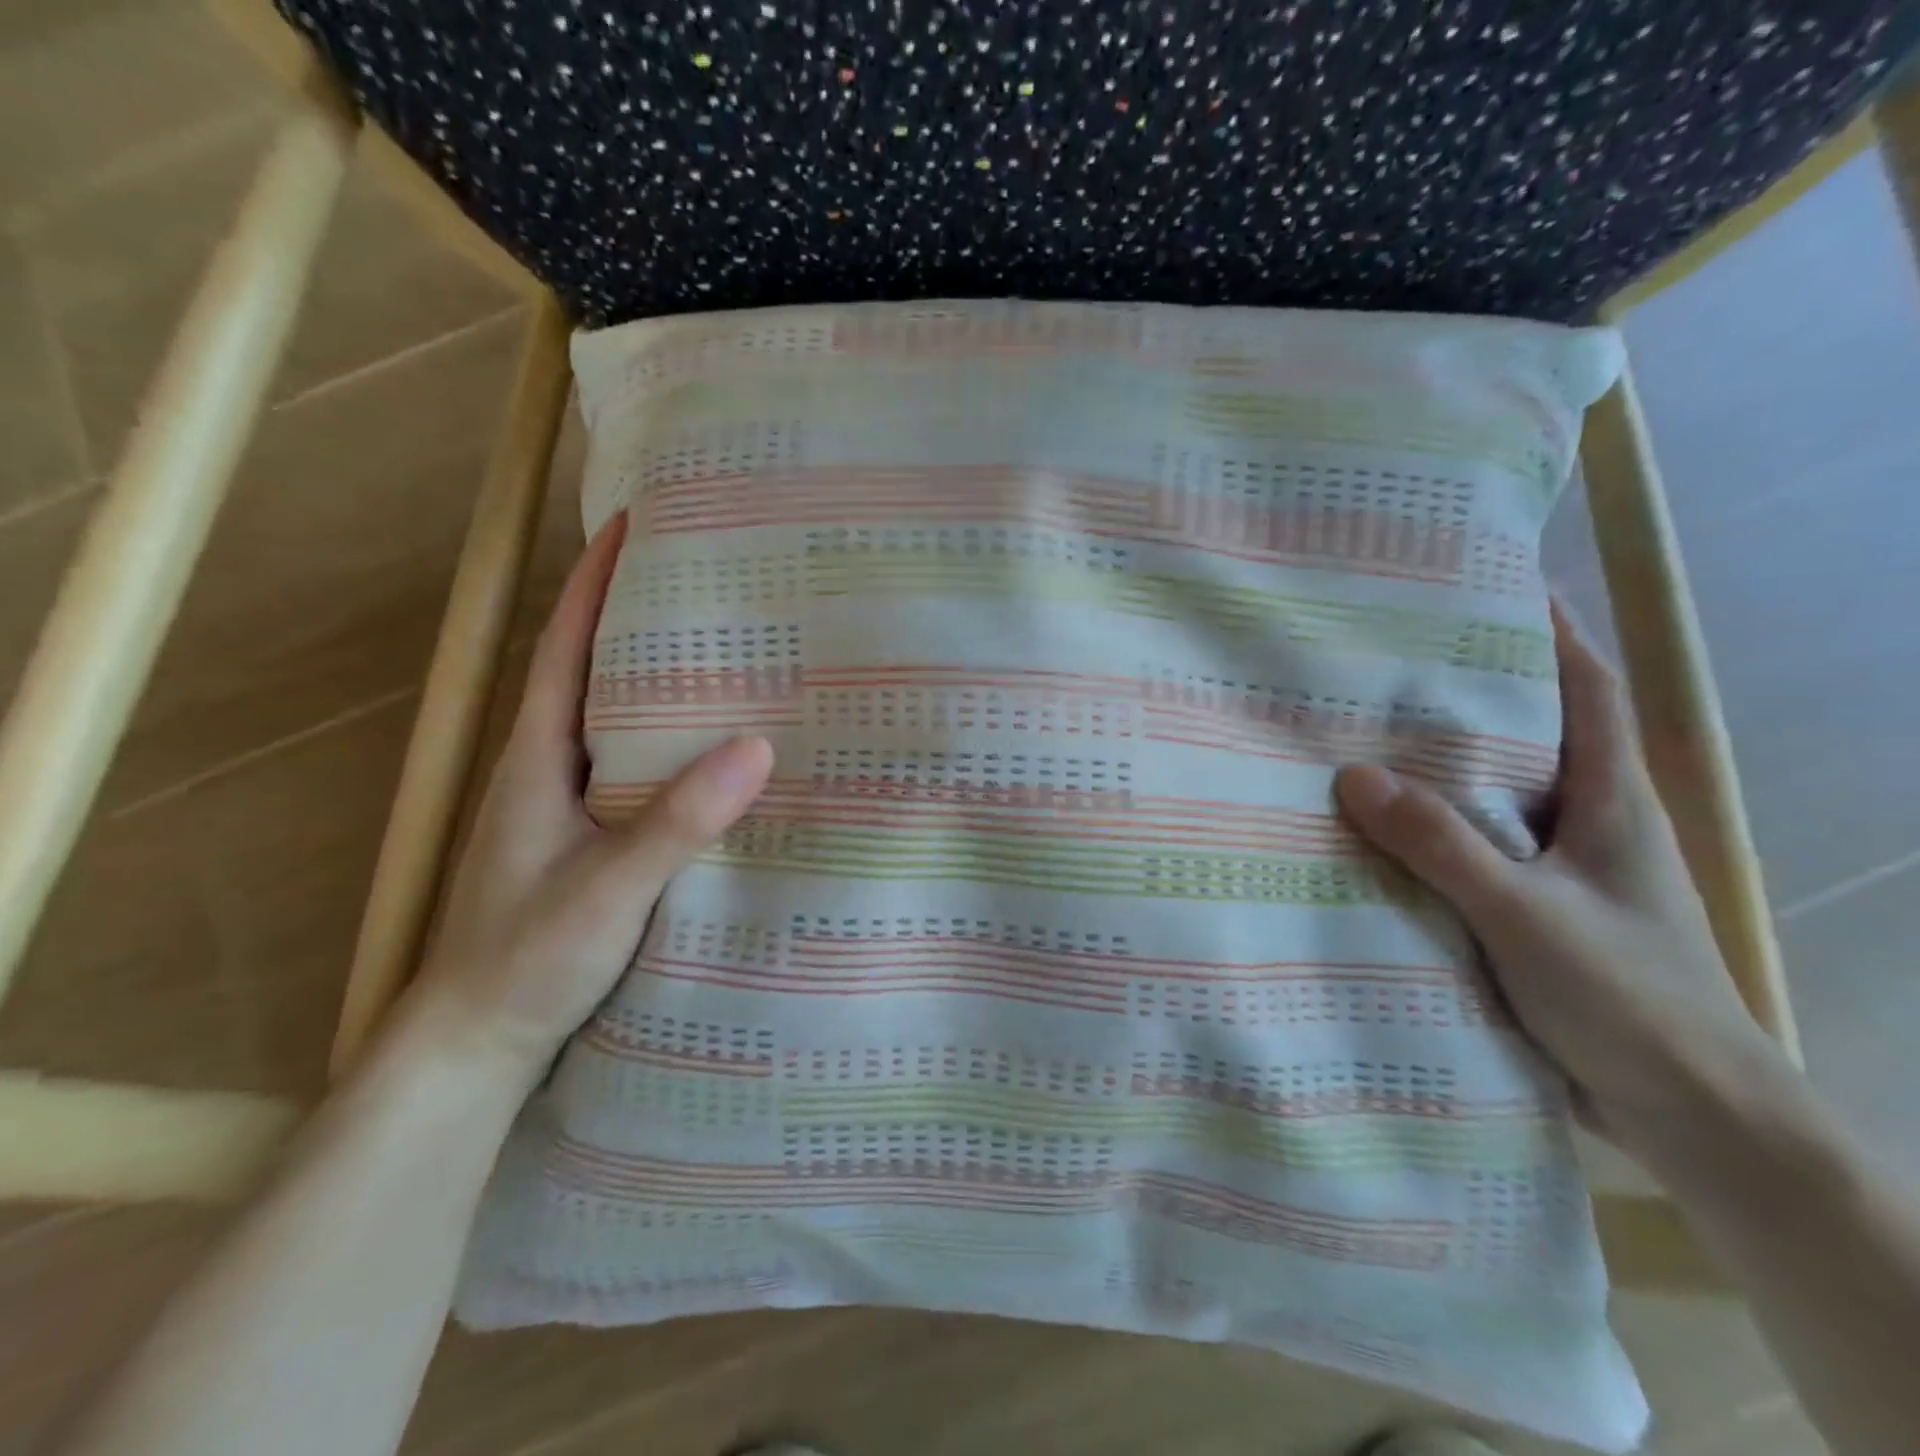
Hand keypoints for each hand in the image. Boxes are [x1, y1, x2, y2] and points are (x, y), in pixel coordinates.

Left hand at [408, 513, 772, 1083]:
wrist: (479, 1040)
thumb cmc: (526, 957)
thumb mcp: (606, 888)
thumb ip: (676, 822)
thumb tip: (757, 745)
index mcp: (538, 757)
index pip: (564, 648)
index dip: (593, 583)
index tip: (633, 524)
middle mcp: (550, 767)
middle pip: (593, 671)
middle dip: (639, 616)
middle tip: (709, 583)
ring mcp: (568, 804)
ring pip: (616, 720)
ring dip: (658, 678)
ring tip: (727, 652)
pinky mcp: (590, 836)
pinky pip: (634, 766)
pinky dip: (669, 740)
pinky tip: (716, 751)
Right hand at [1334, 604, 1792, 1166]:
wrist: (1694, 1115)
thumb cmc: (1630, 999)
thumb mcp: (1527, 915)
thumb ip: (1444, 846)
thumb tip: (1353, 775)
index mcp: (1611, 801)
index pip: (1589, 691)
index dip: (1554, 633)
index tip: (1500, 588)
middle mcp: (1589, 823)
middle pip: (1533, 734)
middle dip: (1475, 691)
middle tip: (1395, 661)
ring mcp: (1562, 870)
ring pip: (1496, 795)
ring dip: (1444, 764)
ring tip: (1367, 736)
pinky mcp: (1533, 911)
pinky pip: (1472, 848)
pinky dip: (1431, 828)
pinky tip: (1379, 832)